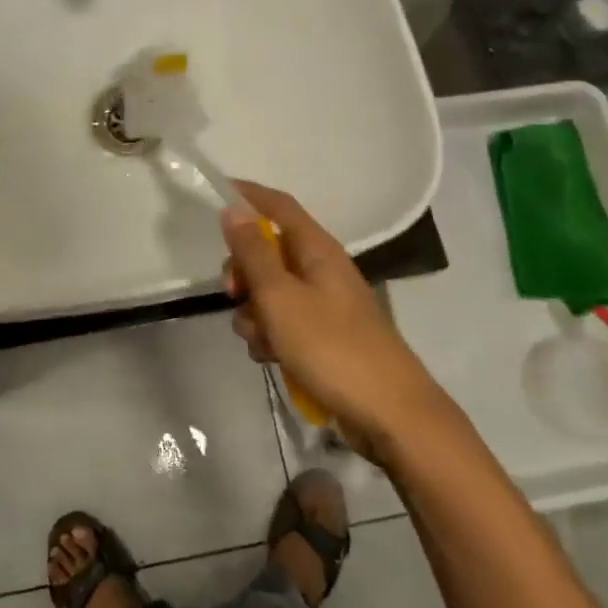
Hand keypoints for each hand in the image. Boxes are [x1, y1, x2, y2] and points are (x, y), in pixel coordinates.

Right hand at [221, 183, 440, 459]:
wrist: (390, 414)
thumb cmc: (332, 348)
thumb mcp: (281, 298)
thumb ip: (254, 253)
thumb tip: (234, 209)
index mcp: (318, 249)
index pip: (280, 205)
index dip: (249, 194)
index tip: (217, 193)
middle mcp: (321, 270)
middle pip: (269, 251)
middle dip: (243, 271)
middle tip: (232, 292)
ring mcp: (324, 305)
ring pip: (271, 292)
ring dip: (254, 312)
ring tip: (261, 341)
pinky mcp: (323, 337)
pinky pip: (284, 323)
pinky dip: (271, 336)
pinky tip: (271, 359)